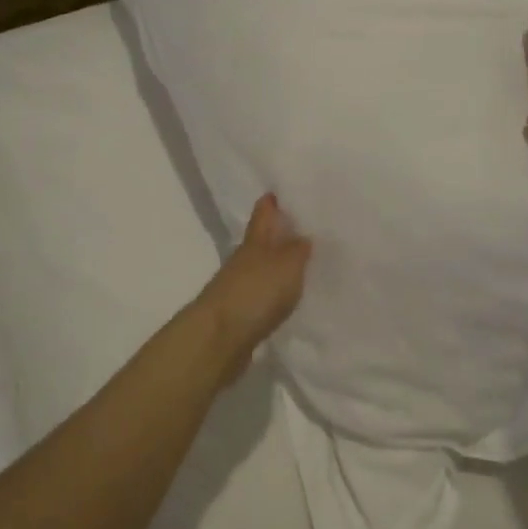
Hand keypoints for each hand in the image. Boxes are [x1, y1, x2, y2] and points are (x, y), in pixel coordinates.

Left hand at [191, 194, 312, 371]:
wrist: (218, 339)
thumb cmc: (255, 293)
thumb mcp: (287, 264)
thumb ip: (299, 249)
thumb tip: (305, 234)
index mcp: (255, 241)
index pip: (264, 212)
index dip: (273, 199)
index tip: (287, 188)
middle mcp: (245, 259)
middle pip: (263, 239)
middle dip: (282, 232)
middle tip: (309, 226)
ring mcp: (240, 286)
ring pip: (263, 267)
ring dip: (281, 263)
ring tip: (307, 262)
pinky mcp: (242, 313)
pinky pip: (264, 294)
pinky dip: (277, 291)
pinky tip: (291, 296)